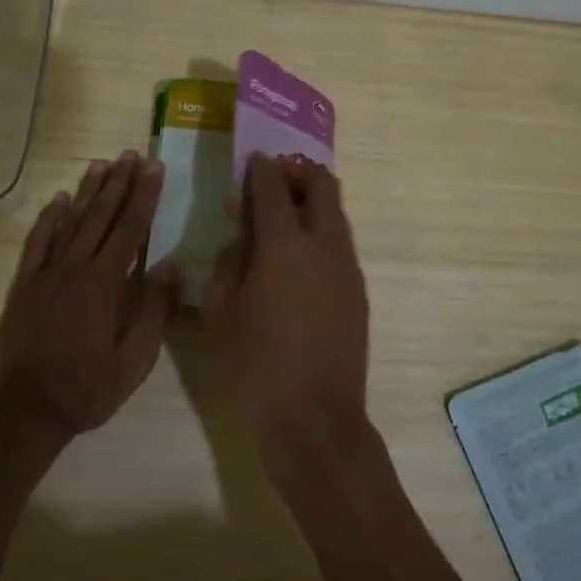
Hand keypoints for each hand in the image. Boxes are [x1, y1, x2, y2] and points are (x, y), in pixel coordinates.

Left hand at [0, 151, 176, 443]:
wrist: (25, 412)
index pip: (130, 229)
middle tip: (131, 154)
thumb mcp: (135, 361)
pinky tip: (59, 200)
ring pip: (70, 222)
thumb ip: (154, 311)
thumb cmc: (87, 389)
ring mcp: (44, 274)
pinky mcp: (23, 285)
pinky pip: (37, 243)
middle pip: (101, 216)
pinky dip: (48, 219)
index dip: (144, 196)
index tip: (154, 168)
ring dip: (87, 191)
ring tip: (101, 164)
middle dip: (119, 183)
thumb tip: (171, 267)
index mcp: (104, 284)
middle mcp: (74, 269)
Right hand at [203, 155, 370, 472]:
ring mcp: (348, 267)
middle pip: (322, 185)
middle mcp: (324, 244)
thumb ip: (230, 261)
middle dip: (298, 173)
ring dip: (313, 203)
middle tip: (275, 183)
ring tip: (286, 218)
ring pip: (337, 213)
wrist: (315, 418)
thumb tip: (244, 238)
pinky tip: (300, 259)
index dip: (261, 168)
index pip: (274, 186)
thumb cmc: (255, 365)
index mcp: (284, 244)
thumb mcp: (220, 310)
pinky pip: (341, 243)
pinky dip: (322, 233)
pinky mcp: (360, 290)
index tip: (252, 162)